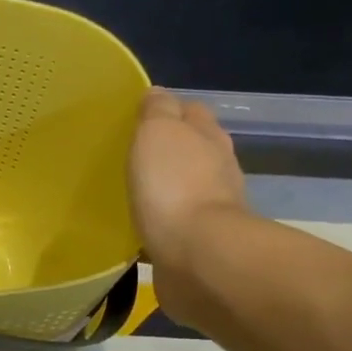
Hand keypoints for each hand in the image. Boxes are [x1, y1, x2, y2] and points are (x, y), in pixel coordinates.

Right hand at [128, 88, 253, 316]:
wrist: (198, 255)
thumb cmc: (174, 186)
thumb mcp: (158, 133)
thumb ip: (157, 111)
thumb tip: (156, 94)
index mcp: (208, 137)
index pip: (190, 111)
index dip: (168, 110)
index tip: (138, 118)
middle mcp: (218, 169)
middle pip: (193, 149)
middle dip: (170, 150)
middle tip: (133, 156)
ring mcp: (212, 208)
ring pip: (187, 187)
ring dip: (167, 187)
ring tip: (135, 192)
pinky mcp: (199, 243)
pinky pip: (177, 224)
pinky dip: (164, 221)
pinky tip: (143, 225)